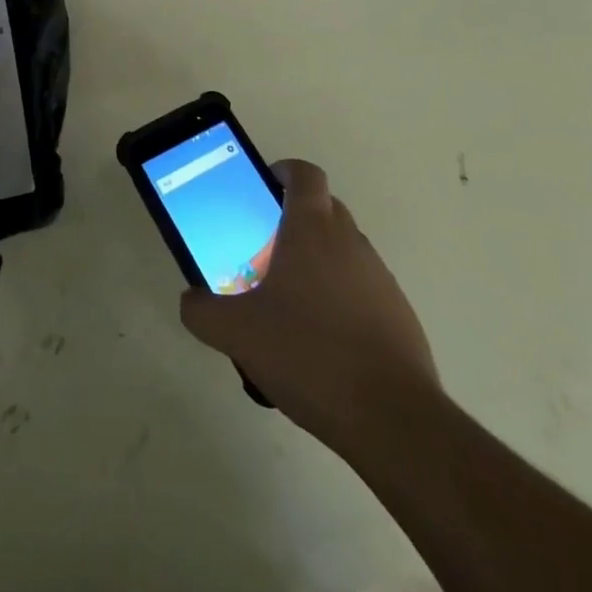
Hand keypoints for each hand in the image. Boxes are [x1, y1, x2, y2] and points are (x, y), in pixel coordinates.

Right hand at [180, 159, 438, 444]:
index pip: (304, 174)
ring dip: (318, 261)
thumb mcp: (236, 334)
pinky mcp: (400, 314)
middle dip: (294, 219)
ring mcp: (380, 277)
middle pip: (323, 207)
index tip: (262, 190)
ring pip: (343, 249)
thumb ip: (202, 311)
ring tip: (290, 304)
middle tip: (264, 251)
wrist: (392, 420)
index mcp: (312, 229)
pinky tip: (322, 342)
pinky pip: (362, 288)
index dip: (283, 172)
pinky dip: (341, 298)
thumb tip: (191, 299)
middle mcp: (350, 241)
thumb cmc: (308, 354)